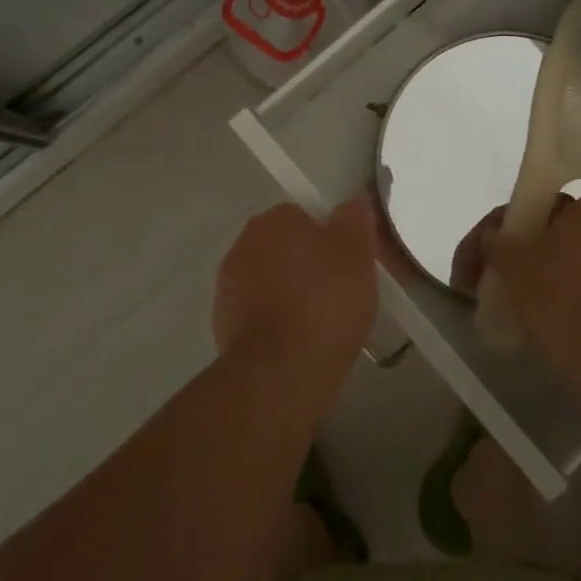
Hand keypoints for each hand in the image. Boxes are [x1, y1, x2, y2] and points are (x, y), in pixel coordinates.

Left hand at [214, 200, 378, 393]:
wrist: (279, 375)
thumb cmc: (323, 302)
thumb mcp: (357, 253)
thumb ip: (354, 220)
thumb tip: (350, 206)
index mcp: (272, 221)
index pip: (304, 215)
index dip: (330, 237)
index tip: (349, 262)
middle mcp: (242, 246)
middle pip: (286, 248)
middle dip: (309, 266)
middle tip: (342, 292)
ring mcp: (228, 289)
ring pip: (273, 282)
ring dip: (293, 296)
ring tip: (325, 324)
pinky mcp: (224, 328)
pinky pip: (262, 316)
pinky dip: (280, 325)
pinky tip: (302, 344)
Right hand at [452, 194, 580, 382]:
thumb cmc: (562, 297)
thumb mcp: (513, 266)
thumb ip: (498, 244)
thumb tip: (493, 236)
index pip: (543, 205)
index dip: (512, 226)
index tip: (491, 253)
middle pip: (564, 235)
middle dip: (536, 252)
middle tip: (507, 279)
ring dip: (558, 278)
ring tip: (526, 308)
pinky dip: (579, 301)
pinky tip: (556, 324)